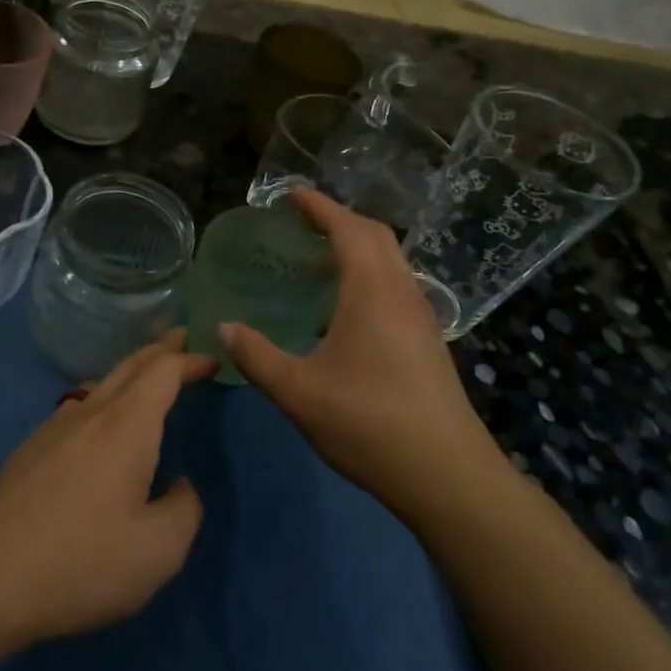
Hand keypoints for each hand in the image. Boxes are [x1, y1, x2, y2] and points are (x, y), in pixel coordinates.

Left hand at [0, 333, 216, 649]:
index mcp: (126, 426)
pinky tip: (100, 423)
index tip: (211, 361)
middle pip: (129, 366)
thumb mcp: (157, 551)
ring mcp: (54, 428)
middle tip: (181, 340)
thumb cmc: (80, 561)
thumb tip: (180, 487)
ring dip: (129, 372)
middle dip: (159, 350)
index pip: (162, 371)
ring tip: (146, 376)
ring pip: (99, 383)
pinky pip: (78, 406)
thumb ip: (183, 511)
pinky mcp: (31, 450)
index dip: (189, 361)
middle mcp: (89, 414)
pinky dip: (104, 397)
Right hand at [219, 188, 507, 513]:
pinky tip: (341, 308)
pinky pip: (395, 285)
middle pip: (375, 236)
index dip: (319, 206)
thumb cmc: (369, 425)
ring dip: (355, 247)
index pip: (348, 229)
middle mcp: (402, 294)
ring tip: (315, 260)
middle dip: (338, 219)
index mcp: (373, 293)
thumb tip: (223, 327)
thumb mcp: (298, 393)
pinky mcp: (427, 341)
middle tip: (299, 222)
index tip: (290, 194)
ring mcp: (421, 317)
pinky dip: (367, 274)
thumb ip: (256, 356)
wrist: (447, 476)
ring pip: (390, 261)